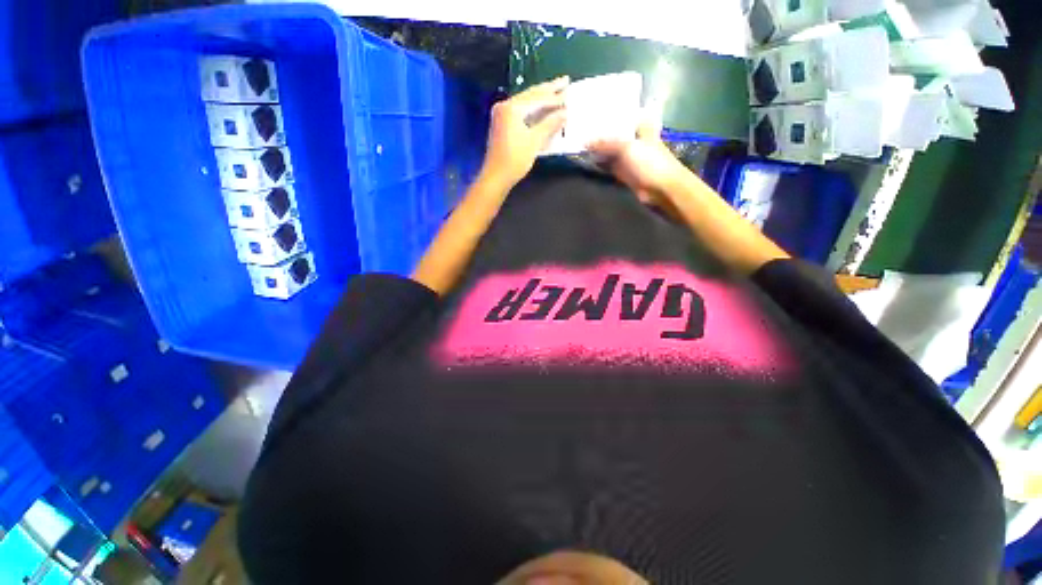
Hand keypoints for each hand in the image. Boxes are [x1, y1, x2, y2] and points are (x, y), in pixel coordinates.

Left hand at [480, 77, 569, 188]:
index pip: (537, 98)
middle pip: (530, 95)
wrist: (496, 176)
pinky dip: (533, 108)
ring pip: (525, 102)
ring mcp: (502, 114)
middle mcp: (505, 106)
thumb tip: (565, 112)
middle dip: (548, 90)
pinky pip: (520, 110)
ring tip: (556, 91)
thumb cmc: (515, 159)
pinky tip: (542, 107)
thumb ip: (549, 124)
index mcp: (512, 108)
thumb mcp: (534, 141)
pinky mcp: (502, 124)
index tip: (569, 91)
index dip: (555, 97)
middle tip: (565, 81)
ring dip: (541, 98)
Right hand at [587, 112, 688, 205]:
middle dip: (600, 134)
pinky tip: (587, 161)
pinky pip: (608, 166)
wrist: (660, 188)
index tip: (593, 114)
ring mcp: (629, 157)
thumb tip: (585, 142)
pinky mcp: (623, 172)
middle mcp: (634, 139)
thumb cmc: (649, 162)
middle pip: (614, 134)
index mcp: (641, 127)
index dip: (610, 115)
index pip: (623, 116)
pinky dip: (599, 164)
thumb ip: (606, 143)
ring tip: (580, 145)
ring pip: (610, 151)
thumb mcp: (627, 148)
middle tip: (580, 131)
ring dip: (598, 150)